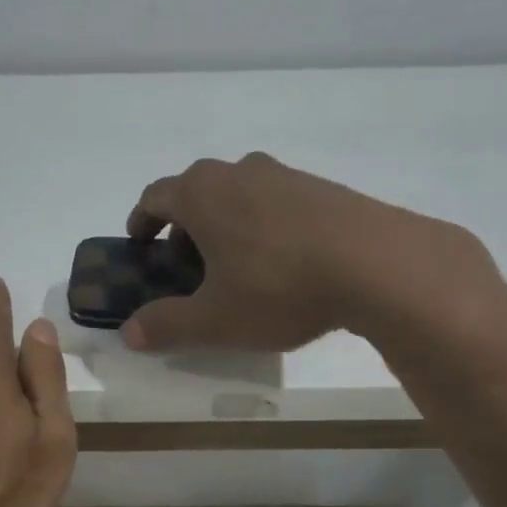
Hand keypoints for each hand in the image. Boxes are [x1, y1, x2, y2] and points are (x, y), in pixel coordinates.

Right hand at [121, 152, 498, 352]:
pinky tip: (282, 265)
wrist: (377, 264)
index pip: (156, 196)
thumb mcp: (214, 319)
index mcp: (202, 194)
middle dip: (184, 228)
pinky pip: (275, 203)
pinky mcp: (322, 189)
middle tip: (188, 267)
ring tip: (236, 269)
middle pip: (197, 193)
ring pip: (238, 196)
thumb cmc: (278, 288)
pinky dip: (262, 227)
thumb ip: (166, 325)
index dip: (142, 220)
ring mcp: (284, 176)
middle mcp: (239, 172)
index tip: (140, 243)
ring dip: (225, 226)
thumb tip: (129, 333)